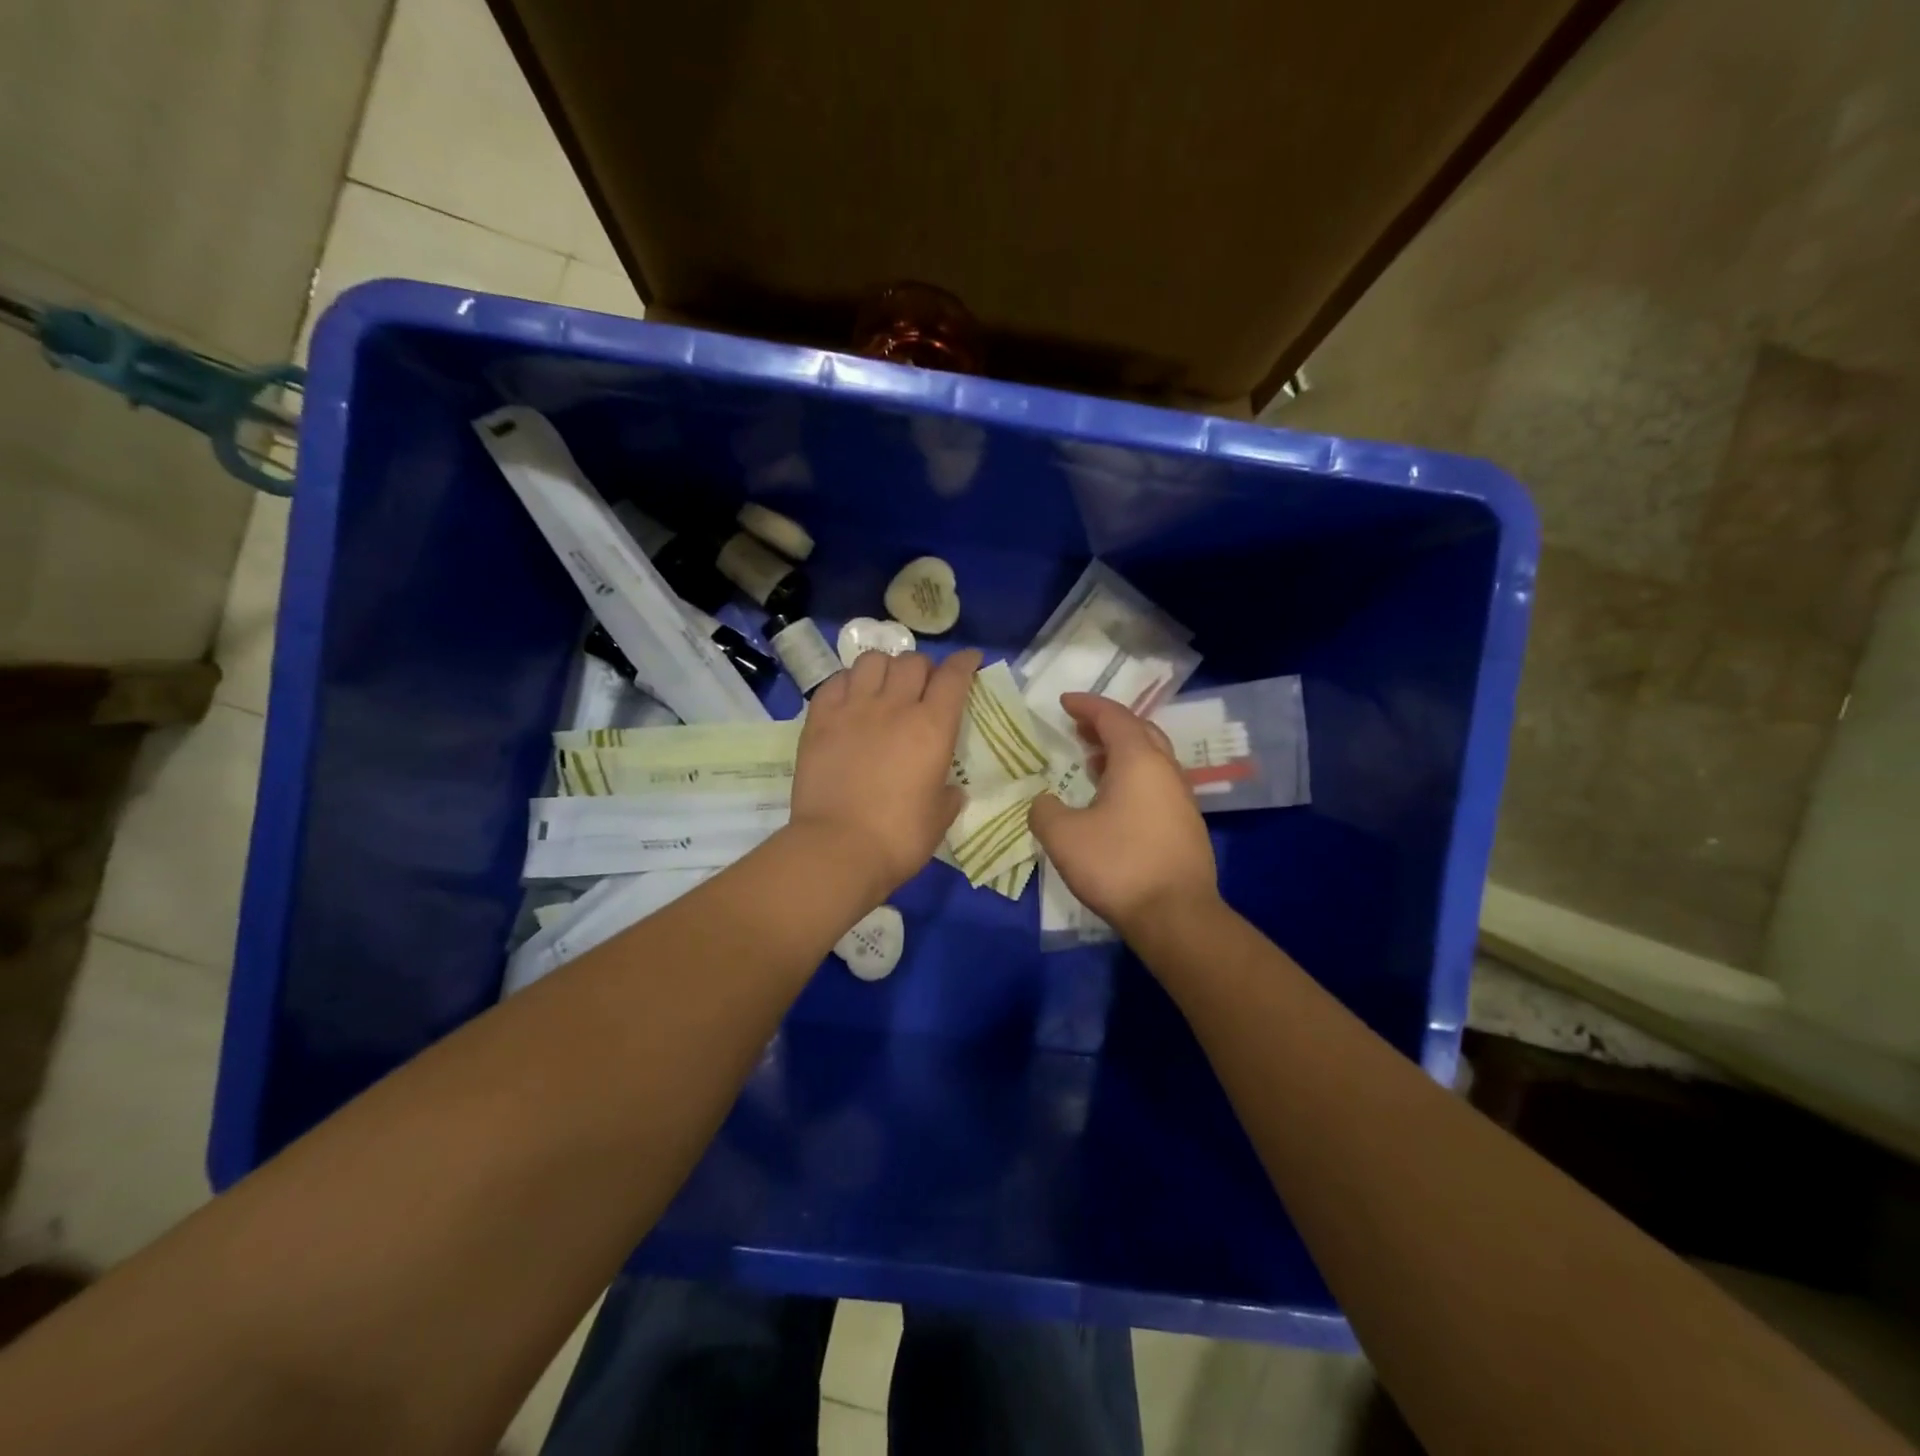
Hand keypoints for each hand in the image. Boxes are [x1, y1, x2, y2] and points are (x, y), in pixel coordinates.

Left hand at [788, 648, 981, 897]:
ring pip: (872, 661)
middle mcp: (894, 706)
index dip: (965, 663)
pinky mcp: (819, 720)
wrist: (838, 849)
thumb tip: (950, 789)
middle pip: (913, 661)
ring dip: (885, 668)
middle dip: (924, 667)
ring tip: (884, 686)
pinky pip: (835, 681)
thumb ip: (948, 795)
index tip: (970, 660)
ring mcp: (853, 709)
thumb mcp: (939, 818)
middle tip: (924, 686)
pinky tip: (851, 697)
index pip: (954, 676)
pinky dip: (848, 681)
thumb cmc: (898, 838)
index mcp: (932, 728)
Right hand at [1028, 692, 1218, 934]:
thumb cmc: (1118, 866)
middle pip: (1139, 731)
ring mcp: (1181, 798)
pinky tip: (1113, 800)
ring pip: (1151, 758)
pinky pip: (1156, 784)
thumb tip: (1044, 802)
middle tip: (1079, 728)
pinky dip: (1132, 777)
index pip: (1113, 717)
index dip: (1086, 705)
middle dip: (1107, 725)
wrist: (1176, 915)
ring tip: (1092, 761)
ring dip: (1120, 752)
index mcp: (1139, 760)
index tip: (1064, 703)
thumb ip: (1044, 810)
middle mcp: (1165, 770)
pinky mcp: (1185, 825)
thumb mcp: (1063, 836)